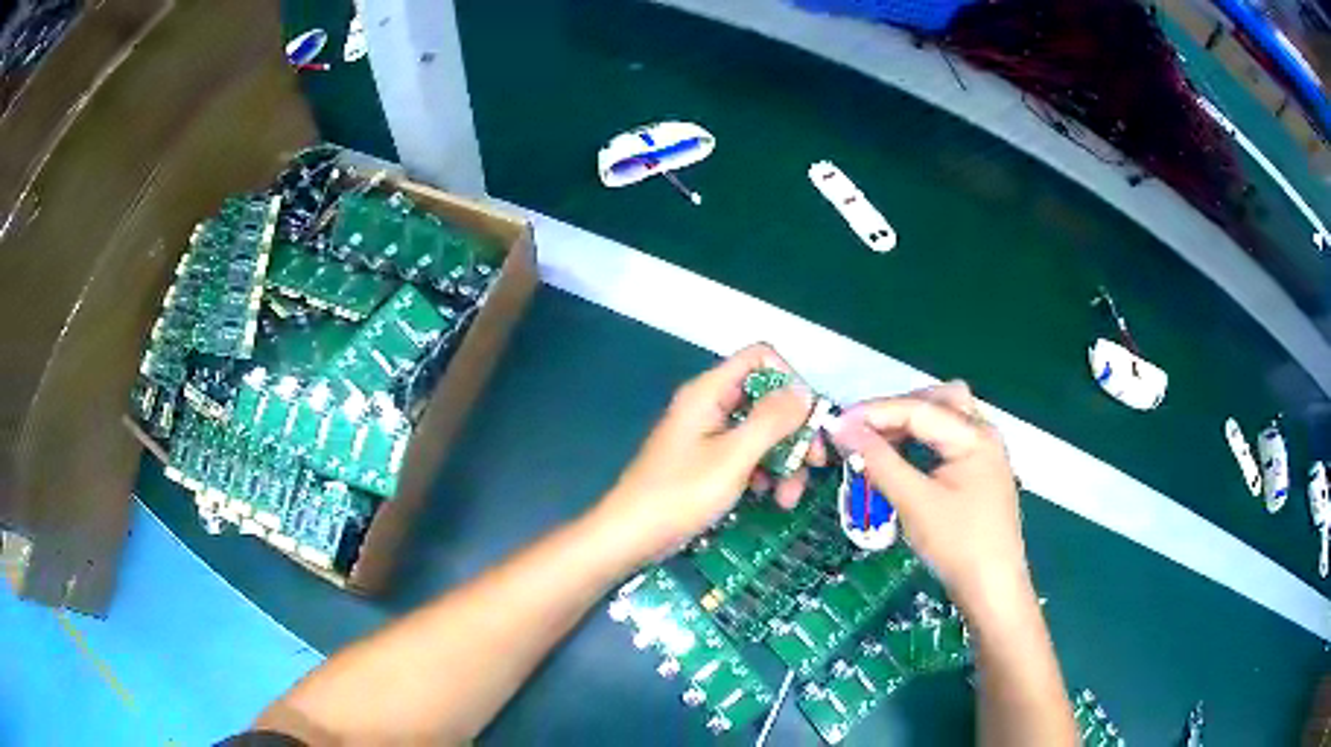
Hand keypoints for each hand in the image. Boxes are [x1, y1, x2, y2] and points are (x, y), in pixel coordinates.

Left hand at [595, 344, 821, 560]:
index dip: (790, 380)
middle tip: (815, 465)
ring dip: (783, 460)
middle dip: (794, 432)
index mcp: (709, 392)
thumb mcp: (733, 457)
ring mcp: (708, 434)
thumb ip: (772, 421)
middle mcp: (710, 405)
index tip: (808, 419)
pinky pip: (746, 454)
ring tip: (788, 499)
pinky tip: (770, 500)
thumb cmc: (680, 494)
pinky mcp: (708, 461)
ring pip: (761, 431)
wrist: (630, 535)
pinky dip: (764, 473)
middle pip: (767, 398)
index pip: (760, 358)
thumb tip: (805, 392)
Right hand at [829, 382, 1030, 614]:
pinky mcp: (981, 471)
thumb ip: (879, 462)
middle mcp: (984, 433)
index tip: (837, 423)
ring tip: (879, 442)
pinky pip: (949, 439)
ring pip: (946, 417)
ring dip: (912, 422)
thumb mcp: (915, 503)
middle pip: (938, 400)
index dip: (874, 412)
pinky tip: (905, 458)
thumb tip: (842, 430)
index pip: (918, 409)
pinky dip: (924, 440)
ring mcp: (986, 452)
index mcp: (974, 436)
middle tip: (862, 430)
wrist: (992, 588)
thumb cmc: (958, 545)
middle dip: (897, 409)